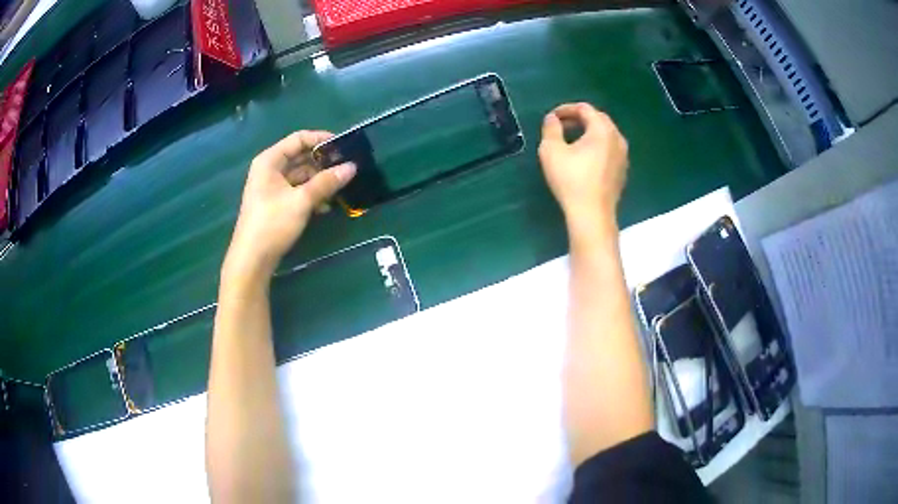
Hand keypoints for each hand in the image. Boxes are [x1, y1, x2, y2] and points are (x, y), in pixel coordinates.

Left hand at [222, 130, 355, 282]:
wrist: (252, 259)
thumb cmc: (272, 224)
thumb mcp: (301, 200)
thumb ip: (327, 182)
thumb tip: (352, 167)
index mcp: (270, 161)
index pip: (299, 139)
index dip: (321, 139)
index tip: (344, 146)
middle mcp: (270, 169)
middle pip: (300, 157)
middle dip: (323, 163)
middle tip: (347, 168)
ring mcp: (272, 187)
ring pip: (301, 175)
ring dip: (319, 181)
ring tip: (341, 188)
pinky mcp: (276, 203)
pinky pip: (297, 190)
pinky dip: (311, 194)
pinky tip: (326, 206)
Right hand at [538, 103, 628, 222]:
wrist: (592, 214)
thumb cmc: (571, 180)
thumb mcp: (551, 151)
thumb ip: (551, 128)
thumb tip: (552, 118)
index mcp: (602, 130)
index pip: (585, 109)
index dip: (566, 109)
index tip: (552, 117)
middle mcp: (617, 139)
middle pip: (599, 119)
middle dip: (579, 119)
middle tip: (561, 126)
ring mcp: (623, 156)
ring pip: (606, 135)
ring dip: (589, 132)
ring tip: (572, 140)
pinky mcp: (622, 171)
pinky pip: (610, 149)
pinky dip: (597, 146)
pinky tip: (585, 158)